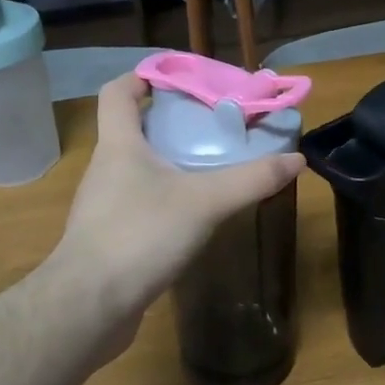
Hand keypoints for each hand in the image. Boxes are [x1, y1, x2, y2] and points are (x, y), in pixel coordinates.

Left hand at [51, 73, 304, 328]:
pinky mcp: (109, 239)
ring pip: (137, 169)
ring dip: (169, 163)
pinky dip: (165, 199)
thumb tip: (296, 159)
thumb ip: (251, 179)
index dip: (142, 77)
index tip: (178, 78)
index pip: (118, 92)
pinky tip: (194, 216)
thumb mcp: (205, 202)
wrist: (87, 307)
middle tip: (213, 125)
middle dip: (170, 122)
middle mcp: (106, 169)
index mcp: (119, 145)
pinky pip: (139, 204)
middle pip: (132, 129)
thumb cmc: (139, 235)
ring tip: (211, 168)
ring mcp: (103, 206)